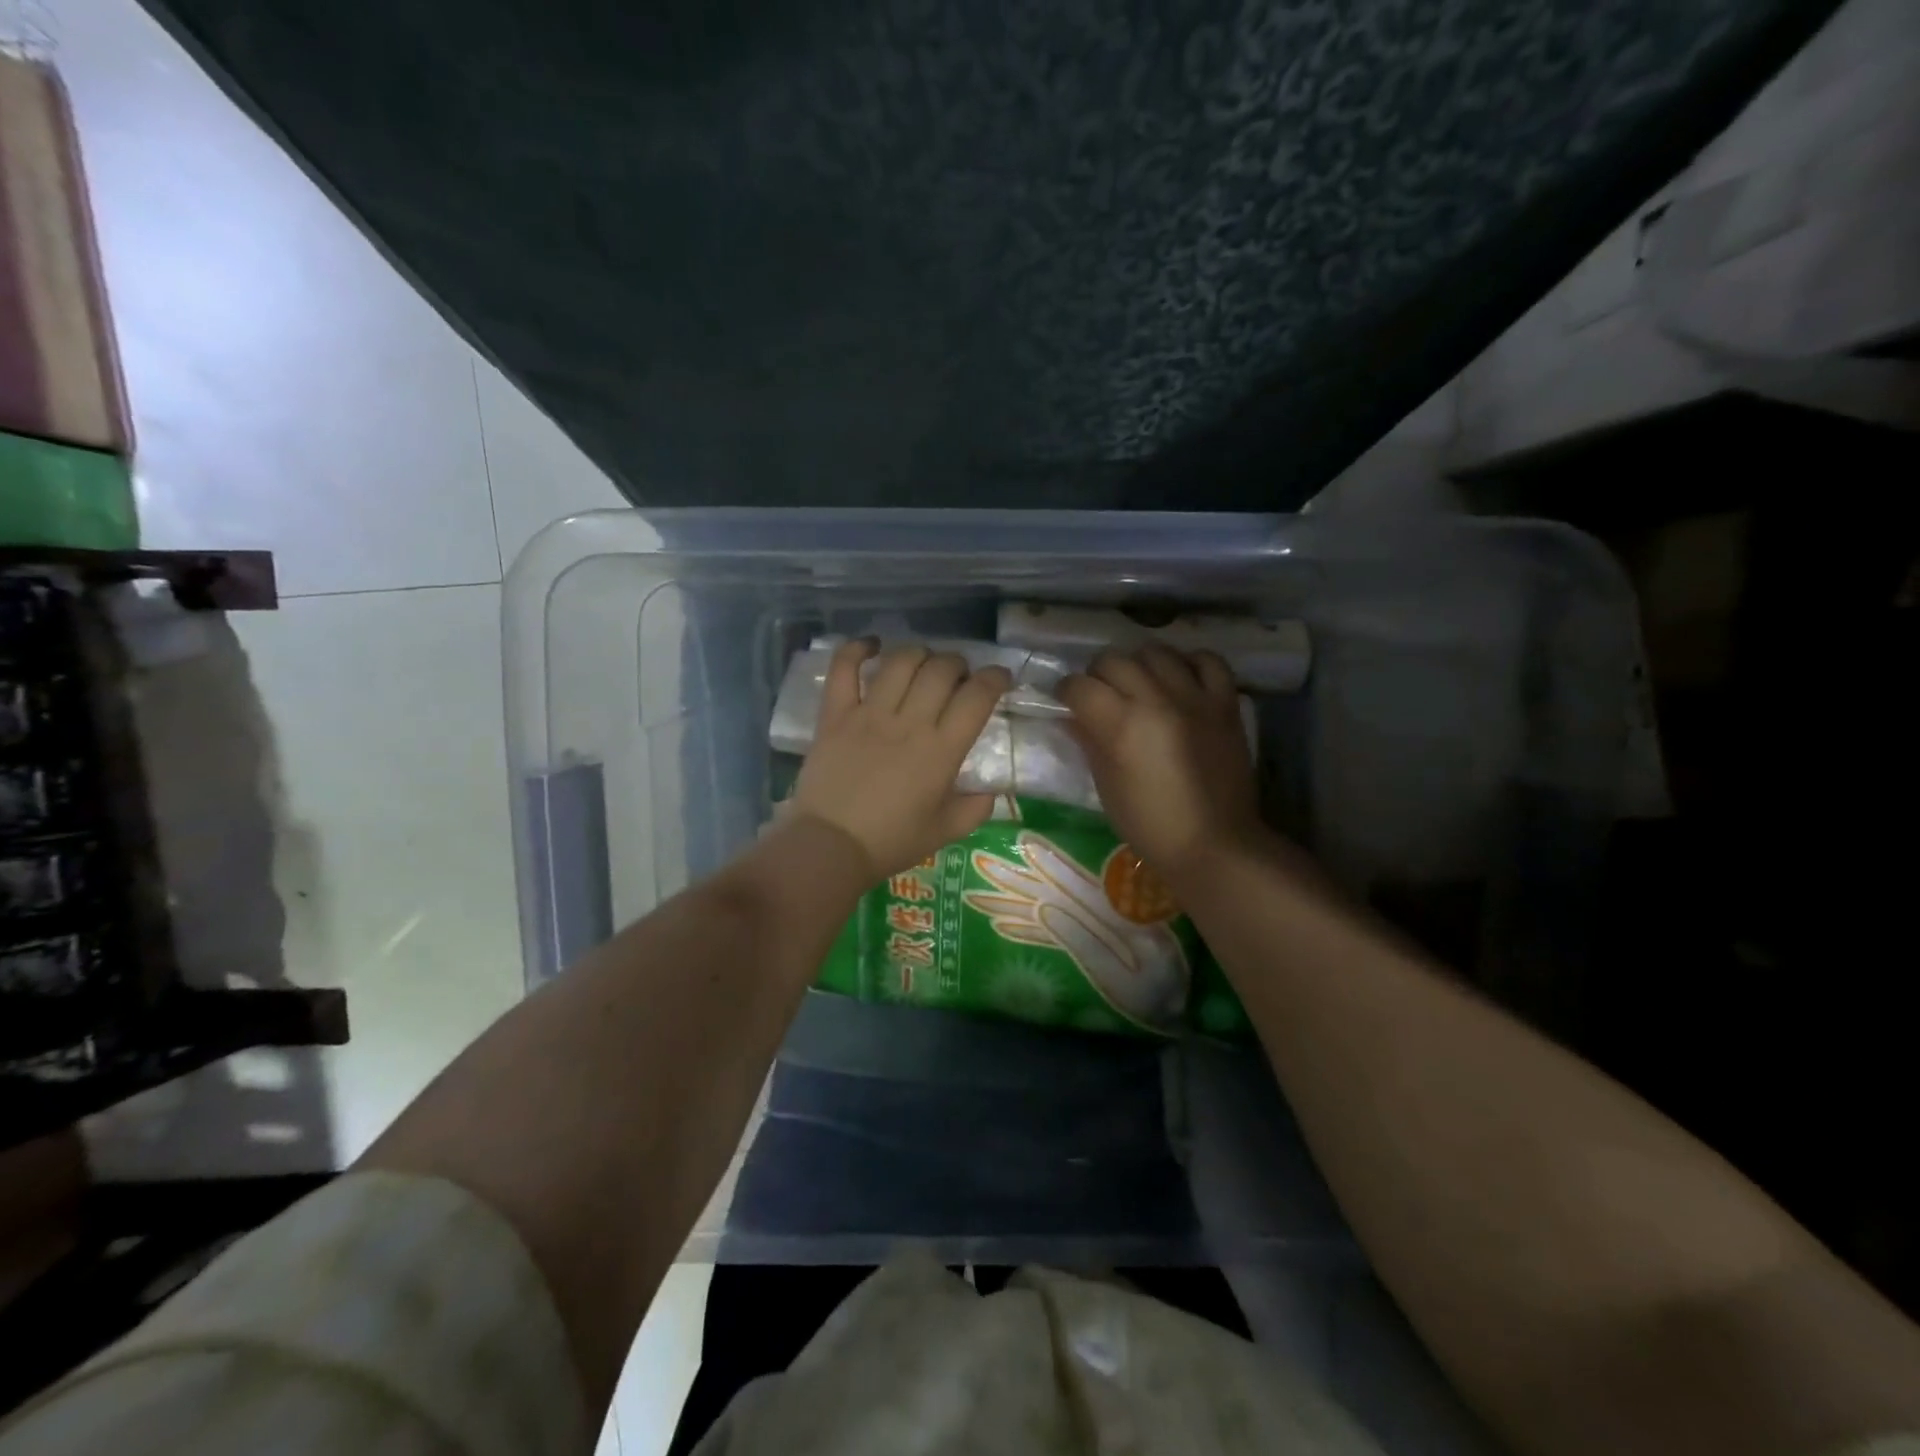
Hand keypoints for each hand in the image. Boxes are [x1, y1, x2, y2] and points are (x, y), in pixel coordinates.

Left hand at [790, 640, 1010, 881]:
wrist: (830, 846)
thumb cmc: (891, 842)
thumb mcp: (945, 832)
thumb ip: (975, 809)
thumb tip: (991, 791)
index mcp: (941, 751)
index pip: (977, 697)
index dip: (995, 678)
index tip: (999, 677)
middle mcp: (909, 723)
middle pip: (941, 669)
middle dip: (958, 664)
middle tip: (957, 677)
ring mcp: (869, 714)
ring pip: (901, 662)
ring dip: (919, 654)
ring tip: (922, 664)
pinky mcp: (835, 714)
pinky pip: (844, 669)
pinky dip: (858, 649)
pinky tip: (872, 645)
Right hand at [1058, 645, 1266, 885]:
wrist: (1214, 844)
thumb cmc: (1150, 825)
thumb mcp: (1106, 787)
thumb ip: (1090, 742)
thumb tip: (1073, 717)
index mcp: (1121, 724)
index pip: (1079, 686)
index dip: (1065, 691)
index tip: (1065, 701)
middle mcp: (1156, 699)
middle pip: (1114, 660)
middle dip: (1097, 674)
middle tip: (1099, 694)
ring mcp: (1194, 697)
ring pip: (1156, 652)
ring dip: (1138, 664)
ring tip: (1138, 683)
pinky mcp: (1225, 703)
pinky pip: (1207, 661)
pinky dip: (1189, 663)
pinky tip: (1179, 679)